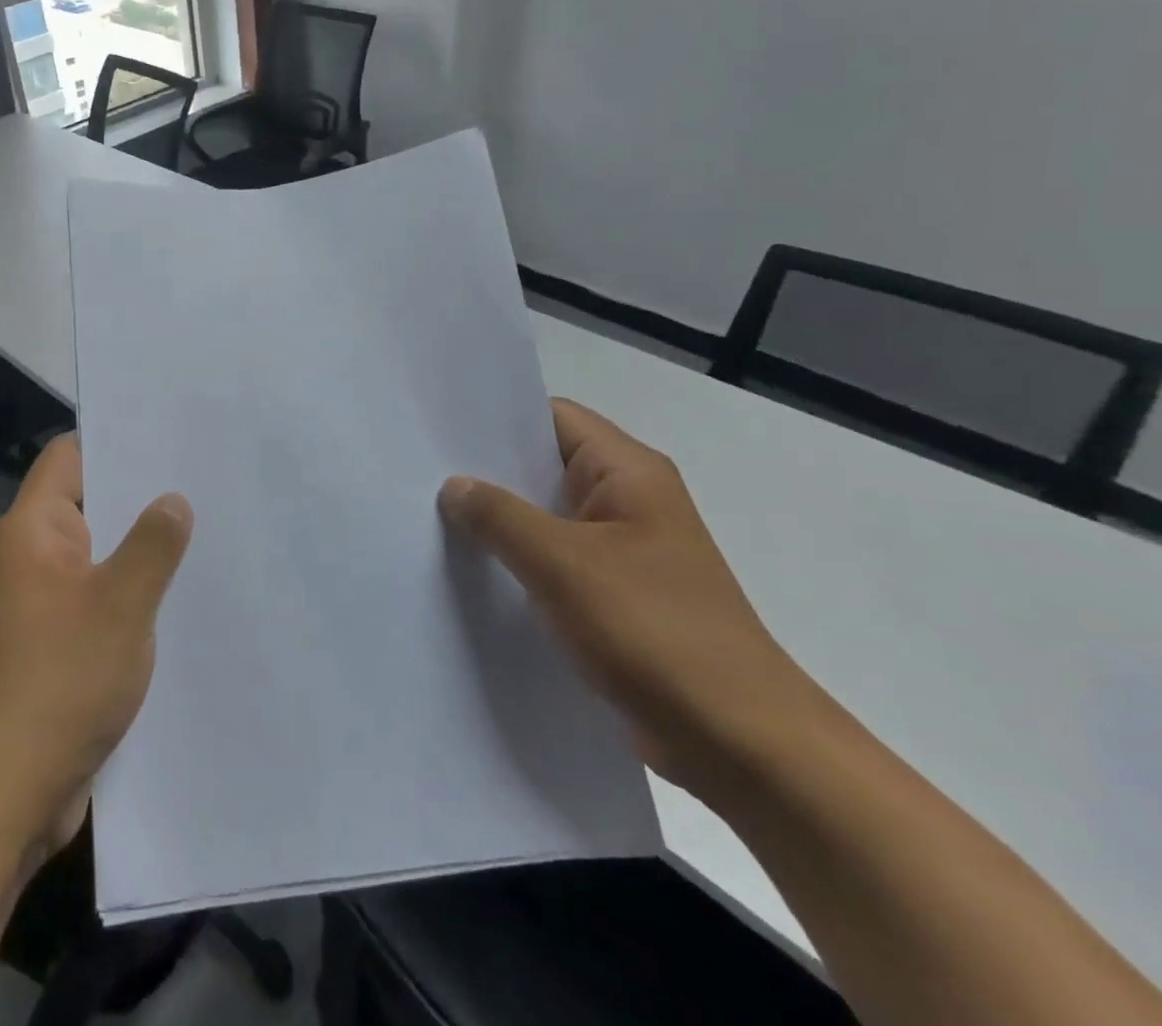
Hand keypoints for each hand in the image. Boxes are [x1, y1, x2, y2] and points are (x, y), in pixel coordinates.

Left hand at [0, 435, 191, 855]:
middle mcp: (33, 556)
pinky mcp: (57, 640)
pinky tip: (180, 591)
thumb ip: (151, 545)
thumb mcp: (120, 605)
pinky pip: (99, 595)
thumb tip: (173, 499)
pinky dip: (132, 588)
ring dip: (140, 546)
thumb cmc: (60, 683)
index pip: (70, 456)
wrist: (5, 796)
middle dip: (141, 494)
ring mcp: (44, 601)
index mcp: (34, 531)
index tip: (170, 435)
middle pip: (88, 501)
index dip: (115, 440)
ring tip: (204, 527)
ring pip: (99, 552)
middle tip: (204, 478)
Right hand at [440, 399, 824, 800]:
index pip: (553, 417)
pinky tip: (472, 573)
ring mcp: (624, 550)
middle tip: (421, 474)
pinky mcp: (618, 596)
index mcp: (629, 472)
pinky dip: (518, 562)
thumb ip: (501, 517)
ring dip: (500, 522)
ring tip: (432, 519)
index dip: (498, 419)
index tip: (440, 430)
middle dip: (488, 473)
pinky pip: (556, 561)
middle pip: (545, 466)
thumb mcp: (563, 565)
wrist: (741, 744)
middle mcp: (629, 500)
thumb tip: (454, 485)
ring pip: (547, 517)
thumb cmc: (654, 633)